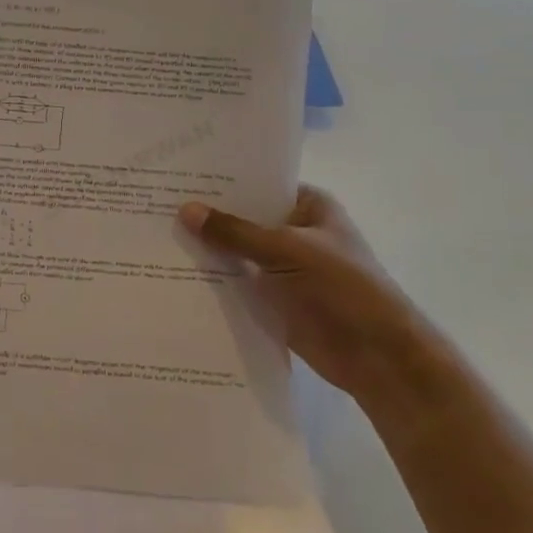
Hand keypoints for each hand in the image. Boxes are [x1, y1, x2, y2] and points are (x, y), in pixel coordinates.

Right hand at [179, 186, 447, 418]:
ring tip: (154, 235)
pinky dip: (212, 279)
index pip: (257, 184)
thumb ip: (235, 232)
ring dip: (205, 249)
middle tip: (156, 203)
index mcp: (308, 207)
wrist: (378, 358)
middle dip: (206, 216)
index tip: (177, 174)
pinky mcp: (272, 298)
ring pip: (236, 251)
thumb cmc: (343, 288)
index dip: (221, 181)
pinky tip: (172, 271)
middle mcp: (293, 231)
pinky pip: (235, 282)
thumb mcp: (287, 250)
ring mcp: (281, 266)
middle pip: (242, 218)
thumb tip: (185, 210)